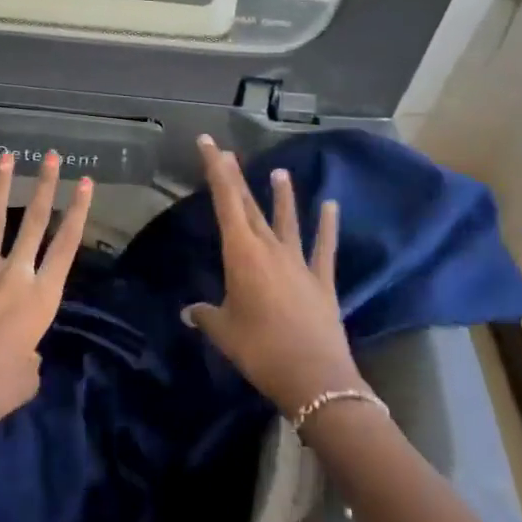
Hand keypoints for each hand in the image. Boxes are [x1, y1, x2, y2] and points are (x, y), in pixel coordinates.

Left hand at [0, 150, 93, 449]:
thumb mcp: (30, 374)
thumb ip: (30, 349)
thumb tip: (19, 344)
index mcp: (40, 299)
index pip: (66, 245)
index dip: (78, 211)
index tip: (85, 182)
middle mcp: (13, 276)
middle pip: (35, 223)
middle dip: (45, 186)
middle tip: (53, 157)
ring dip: (0, 187)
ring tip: (7, 158)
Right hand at [183, 134, 368, 416]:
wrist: (315, 378)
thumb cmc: (260, 350)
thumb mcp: (224, 332)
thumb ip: (205, 315)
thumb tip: (189, 312)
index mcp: (241, 254)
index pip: (225, 201)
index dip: (216, 170)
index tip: (210, 143)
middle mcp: (270, 249)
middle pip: (250, 206)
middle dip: (237, 177)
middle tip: (228, 152)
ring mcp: (299, 263)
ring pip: (287, 220)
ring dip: (282, 196)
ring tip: (279, 172)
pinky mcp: (322, 280)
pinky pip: (324, 247)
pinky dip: (327, 226)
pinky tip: (331, 206)